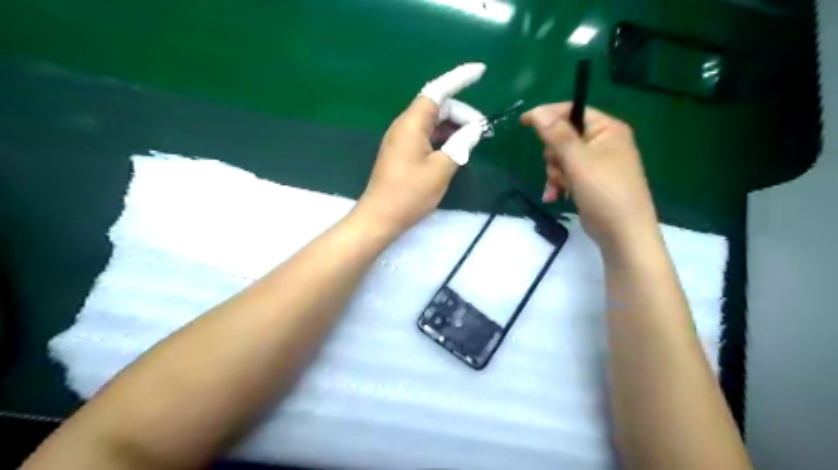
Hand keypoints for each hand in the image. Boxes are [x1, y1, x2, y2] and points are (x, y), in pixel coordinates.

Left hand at [350, 62, 485, 234]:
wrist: (380, 217)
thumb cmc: (410, 193)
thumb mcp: (441, 169)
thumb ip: (461, 145)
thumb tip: (474, 129)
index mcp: (412, 123)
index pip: (437, 91)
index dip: (459, 79)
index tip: (481, 72)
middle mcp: (405, 125)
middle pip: (438, 107)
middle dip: (462, 115)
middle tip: (481, 133)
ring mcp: (402, 139)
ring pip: (433, 123)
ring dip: (454, 129)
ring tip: (472, 144)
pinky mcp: (403, 153)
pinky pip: (427, 137)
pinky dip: (443, 140)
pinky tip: (455, 152)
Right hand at [523, 104, 658, 250]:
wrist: (622, 233)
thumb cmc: (605, 192)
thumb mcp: (579, 161)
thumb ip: (557, 135)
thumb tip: (536, 111)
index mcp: (607, 129)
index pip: (573, 111)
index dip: (548, 115)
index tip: (523, 123)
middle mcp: (602, 142)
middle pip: (563, 137)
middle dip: (554, 155)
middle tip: (560, 168)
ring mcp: (595, 163)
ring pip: (560, 158)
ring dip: (555, 173)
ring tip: (562, 187)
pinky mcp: (588, 181)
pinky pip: (565, 174)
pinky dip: (558, 184)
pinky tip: (553, 196)